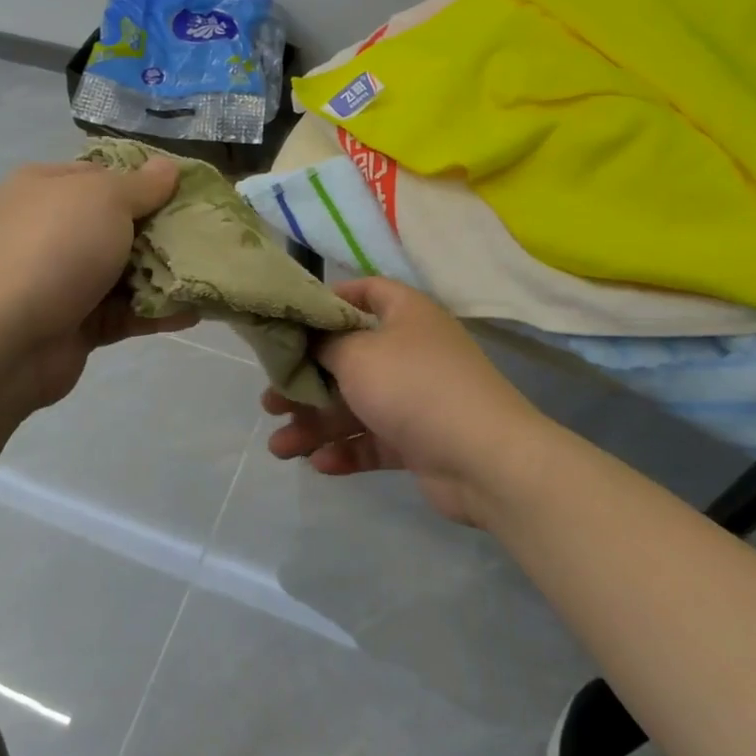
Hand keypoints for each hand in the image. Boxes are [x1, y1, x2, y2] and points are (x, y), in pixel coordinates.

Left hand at [0, 159, 196, 412]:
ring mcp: (64, 279)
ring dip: (166, 274)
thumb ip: (142, 185)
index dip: (148, 180)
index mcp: (49, 187)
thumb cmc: (55, 248)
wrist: (2, 339)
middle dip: (165, 230)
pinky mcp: (77, 323)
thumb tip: (168, 166)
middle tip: (212, 234)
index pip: (105, 174)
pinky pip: (125, 312)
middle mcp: (54, 229)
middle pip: (121, 224)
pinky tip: (195, 313)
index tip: (193, 191)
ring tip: (213, 274)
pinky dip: (156, 311)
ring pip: (126, 271)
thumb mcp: (103, 198)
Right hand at [264, 278, 548, 526]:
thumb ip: (323, 343)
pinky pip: (374, 439)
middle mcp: (411, 350)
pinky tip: (319, 464)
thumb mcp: (357, 354)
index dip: (328, 301)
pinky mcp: (418, 440)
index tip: (292, 322)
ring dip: (316, 424)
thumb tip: (308, 339)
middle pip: (349, 357)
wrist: (484, 458)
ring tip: (279, 447)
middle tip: (271, 400)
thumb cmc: (414, 387)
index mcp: (405, 315)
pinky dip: (347, 449)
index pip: (365, 292)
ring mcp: (416, 398)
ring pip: (355, 405)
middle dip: (307, 380)